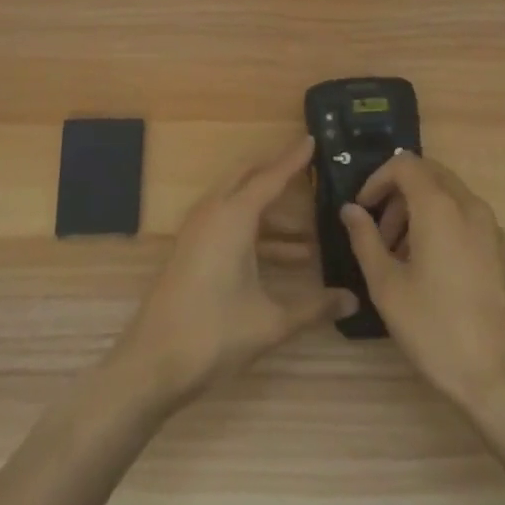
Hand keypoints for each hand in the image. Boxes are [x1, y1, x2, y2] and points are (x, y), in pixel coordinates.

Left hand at [112, 136, 356, 410]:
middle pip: (249, 179)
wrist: (151, 365)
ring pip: (239, 204)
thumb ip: (314, 307)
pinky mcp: (192, 250)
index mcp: (233, 217)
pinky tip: (286, 258)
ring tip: (311, 231)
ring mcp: (198, 232)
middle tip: (309, 169)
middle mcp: (213, 214)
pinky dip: (257, 231)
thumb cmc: (214, 334)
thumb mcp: (271, 322)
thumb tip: (353, 300)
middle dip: (278, 172)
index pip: (271, 177)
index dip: (294, 159)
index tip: (312, 139)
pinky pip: (229, 224)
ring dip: (271, 211)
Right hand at [341, 152, 504, 414]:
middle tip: (379, 232)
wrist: (501, 377)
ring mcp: (492, 228)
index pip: (405, 164)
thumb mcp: (386, 286)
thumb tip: (351, 210)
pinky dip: (443, 224)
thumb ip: (365, 239)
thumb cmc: (435, 329)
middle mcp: (470, 206)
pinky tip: (431, 269)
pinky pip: (467, 218)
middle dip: (398, 193)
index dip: (377, 179)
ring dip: (419, 210)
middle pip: (429, 174)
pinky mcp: (503, 251)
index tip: (362, 210)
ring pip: (449, 195)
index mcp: (440, 207)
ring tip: (400, 255)